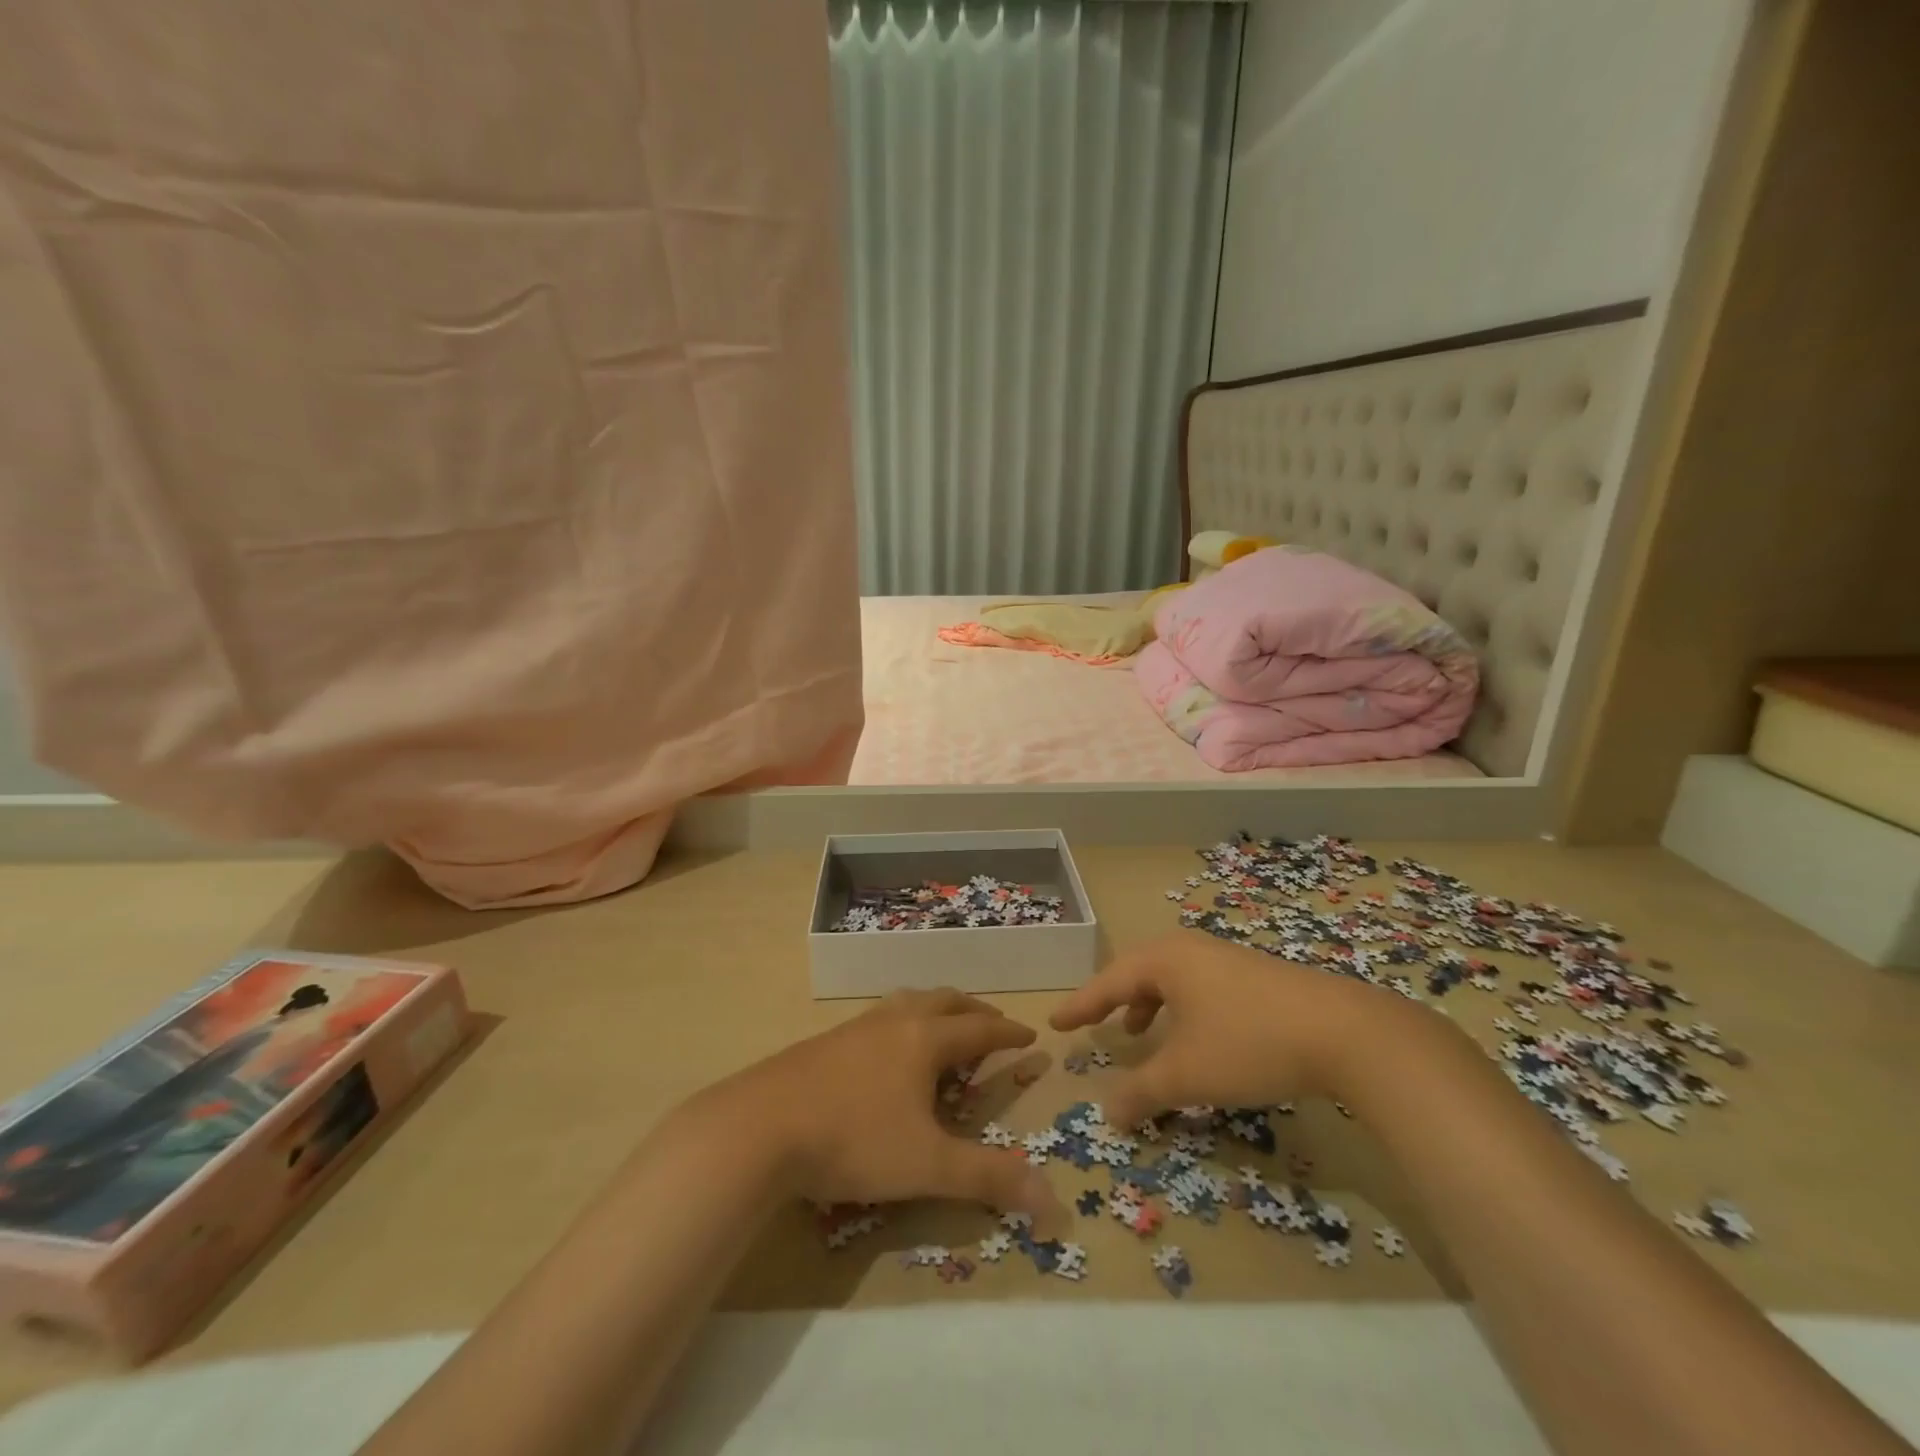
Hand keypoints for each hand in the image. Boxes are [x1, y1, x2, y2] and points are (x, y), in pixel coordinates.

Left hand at [693, 989, 1068, 1235]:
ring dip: (936, 1010)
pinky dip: (902, 1022)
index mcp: (925, 1039)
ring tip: (943, 1030)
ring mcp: (856, 1026)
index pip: (979, 1026)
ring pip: (908, 1002)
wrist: (760, 1126)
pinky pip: (879, 1017)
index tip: (1029, 1035)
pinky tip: (887, 1050)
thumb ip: (988, 1179)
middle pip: (945, 1001)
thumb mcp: (927, 1165)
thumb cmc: (854, 1140)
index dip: (1008, 1031)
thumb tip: (1052, 1201)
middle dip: (974, 1011)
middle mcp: (895, 1020)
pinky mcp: (827, 1040)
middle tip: (991, 1026)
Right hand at [1049, 932, 1403, 1128]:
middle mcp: (1191, 949)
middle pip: (1138, 972)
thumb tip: (1107, 1114)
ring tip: (1141, 1033)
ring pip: (1172, 979)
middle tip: (1095, 1022)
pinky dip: (1181, 1009)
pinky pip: (1199, 986)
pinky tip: (1196, 1037)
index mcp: (1165, 960)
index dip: (1080, 1005)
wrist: (1345, 1032)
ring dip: (1149, 1005)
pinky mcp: (1255, 975)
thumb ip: (1141, 1093)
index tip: (1055, 1021)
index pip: (1108, 983)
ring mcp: (1226, 958)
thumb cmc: (1248, 1044)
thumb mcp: (1187, 1075)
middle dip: (1114, 1000)